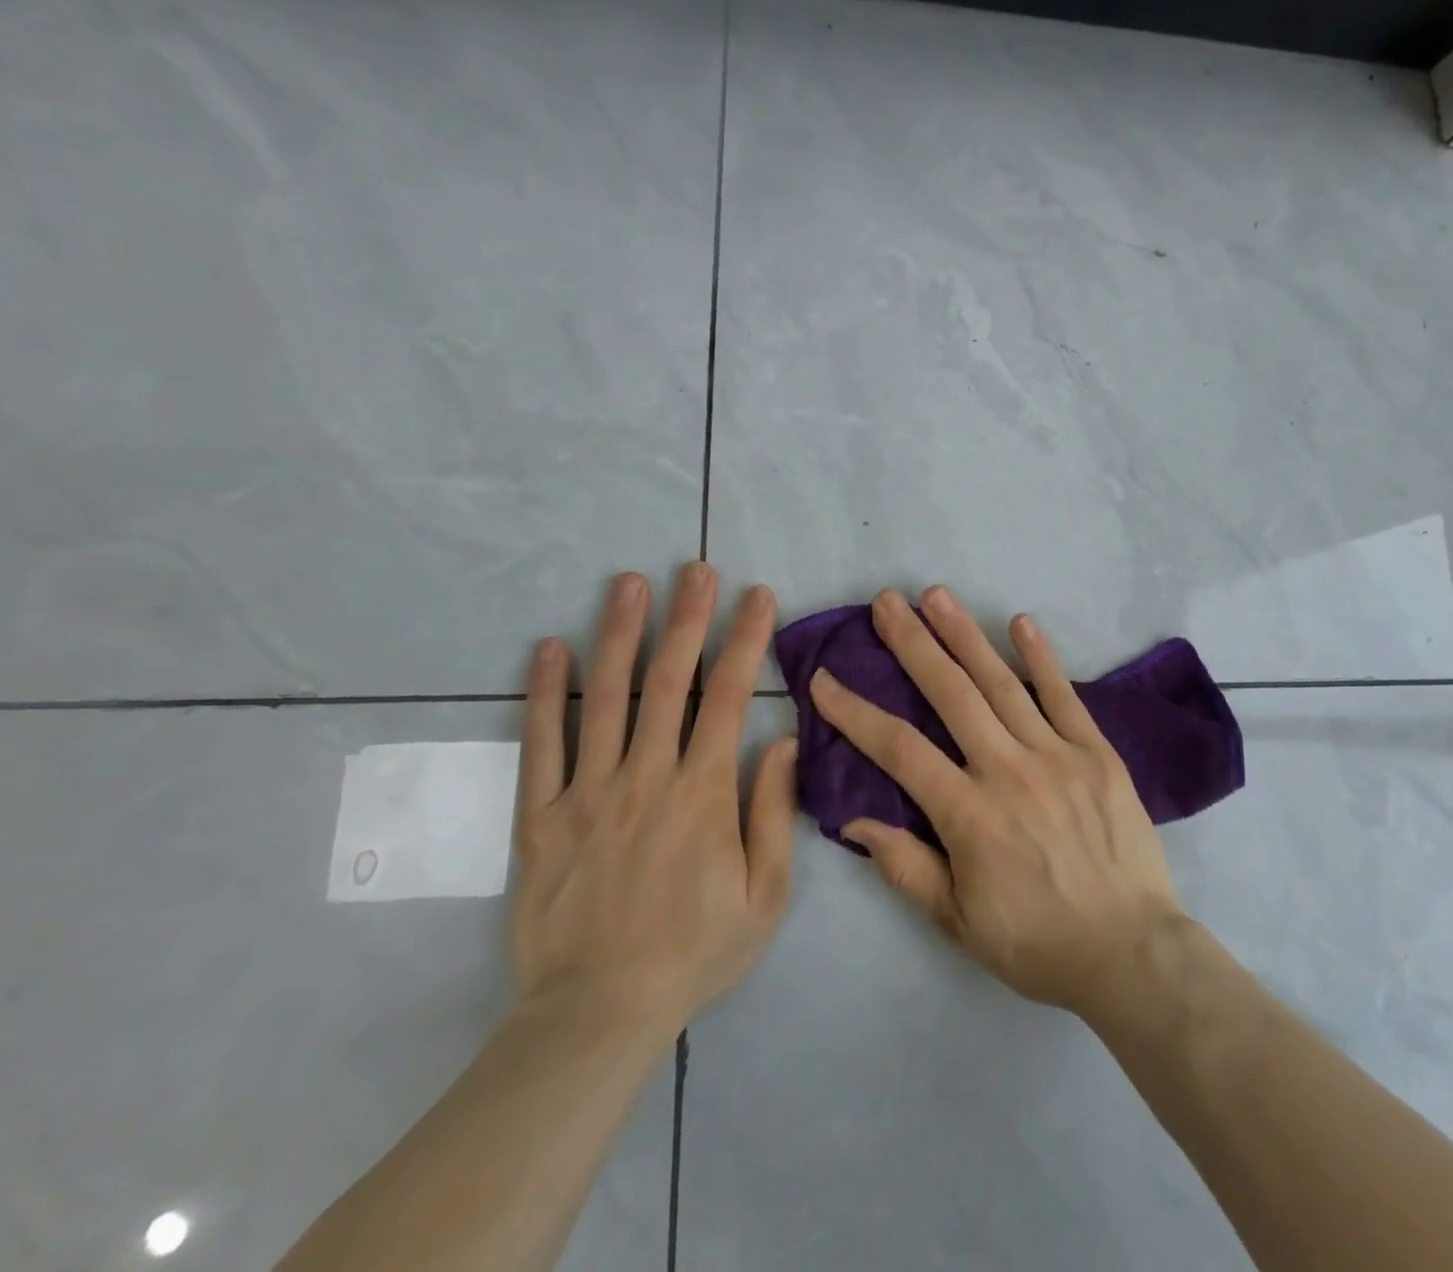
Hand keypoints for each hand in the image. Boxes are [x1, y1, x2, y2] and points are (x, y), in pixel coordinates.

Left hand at [510, 564, 797, 1033]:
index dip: (746, 640)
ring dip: (619, 634)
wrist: (596, 1014)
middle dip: (687, 618)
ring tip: (628, 584)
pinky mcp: (541, 816)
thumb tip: (781, 742)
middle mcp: (646, 776)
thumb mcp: (765, 896)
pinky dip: (544, 694)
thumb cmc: (693, 952)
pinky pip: (541, 745)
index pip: (729, 697)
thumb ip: (774, 813)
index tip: (757, 596)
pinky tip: (548, 648)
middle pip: (668, 681)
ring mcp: (587, 792)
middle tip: (695, 569)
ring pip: (605, 698)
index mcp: (703, 793)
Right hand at [808, 586, 1185, 1018]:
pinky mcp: (1097, 752)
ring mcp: (1056, 754)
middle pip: (950, 694)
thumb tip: (853, 819)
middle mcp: (1008, 769)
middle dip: (912, 643)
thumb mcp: (958, 921)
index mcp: (968, 813)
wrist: (1131, 953)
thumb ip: (905, 866)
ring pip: (1001, 683)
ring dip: (965, 635)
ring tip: (936, 595)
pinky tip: (1020, 622)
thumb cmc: (1037, 942)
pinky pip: (1064, 696)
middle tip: (886, 602)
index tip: (824, 679)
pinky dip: (1040, 657)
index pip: (898, 749)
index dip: (855, 712)